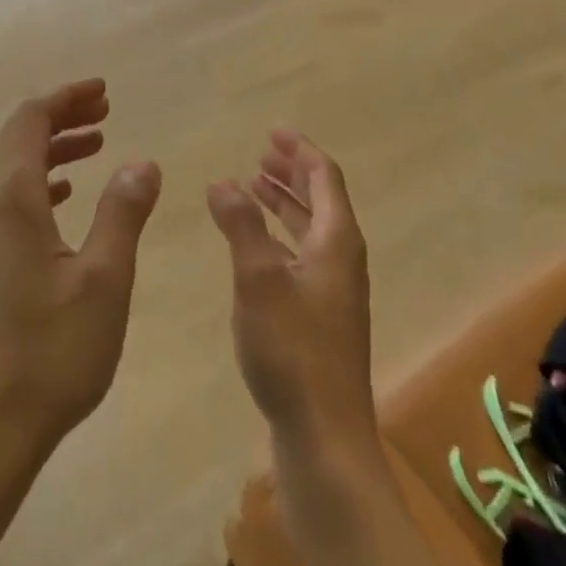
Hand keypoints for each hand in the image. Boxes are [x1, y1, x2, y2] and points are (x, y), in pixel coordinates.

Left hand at [0, 79, 162, 467]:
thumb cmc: (53, 352)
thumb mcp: (104, 278)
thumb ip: (123, 212)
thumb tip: (141, 162)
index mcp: (12, 199)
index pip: (31, 119)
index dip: (66, 97)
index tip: (103, 91)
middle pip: (18, 137)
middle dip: (61, 116)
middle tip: (106, 110)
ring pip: (14, 168)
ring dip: (53, 148)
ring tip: (97, 144)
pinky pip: (11, 199)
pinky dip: (42, 181)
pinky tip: (67, 195)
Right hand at [207, 131, 378, 462]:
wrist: (324, 433)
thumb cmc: (292, 349)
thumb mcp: (258, 278)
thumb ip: (240, 225)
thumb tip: (223, 181)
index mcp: (336, 241)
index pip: (324, 179)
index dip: (300, 151)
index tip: (274, 131)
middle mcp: (342, 259)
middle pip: (321, 201)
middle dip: (292, 174)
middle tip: (262, 153)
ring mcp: (334, 291)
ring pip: (310, 230)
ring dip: (284, 204)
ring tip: (253, 186)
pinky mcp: (322, 317)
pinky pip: (301, 256)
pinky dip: (279, 236)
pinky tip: (255, 244)